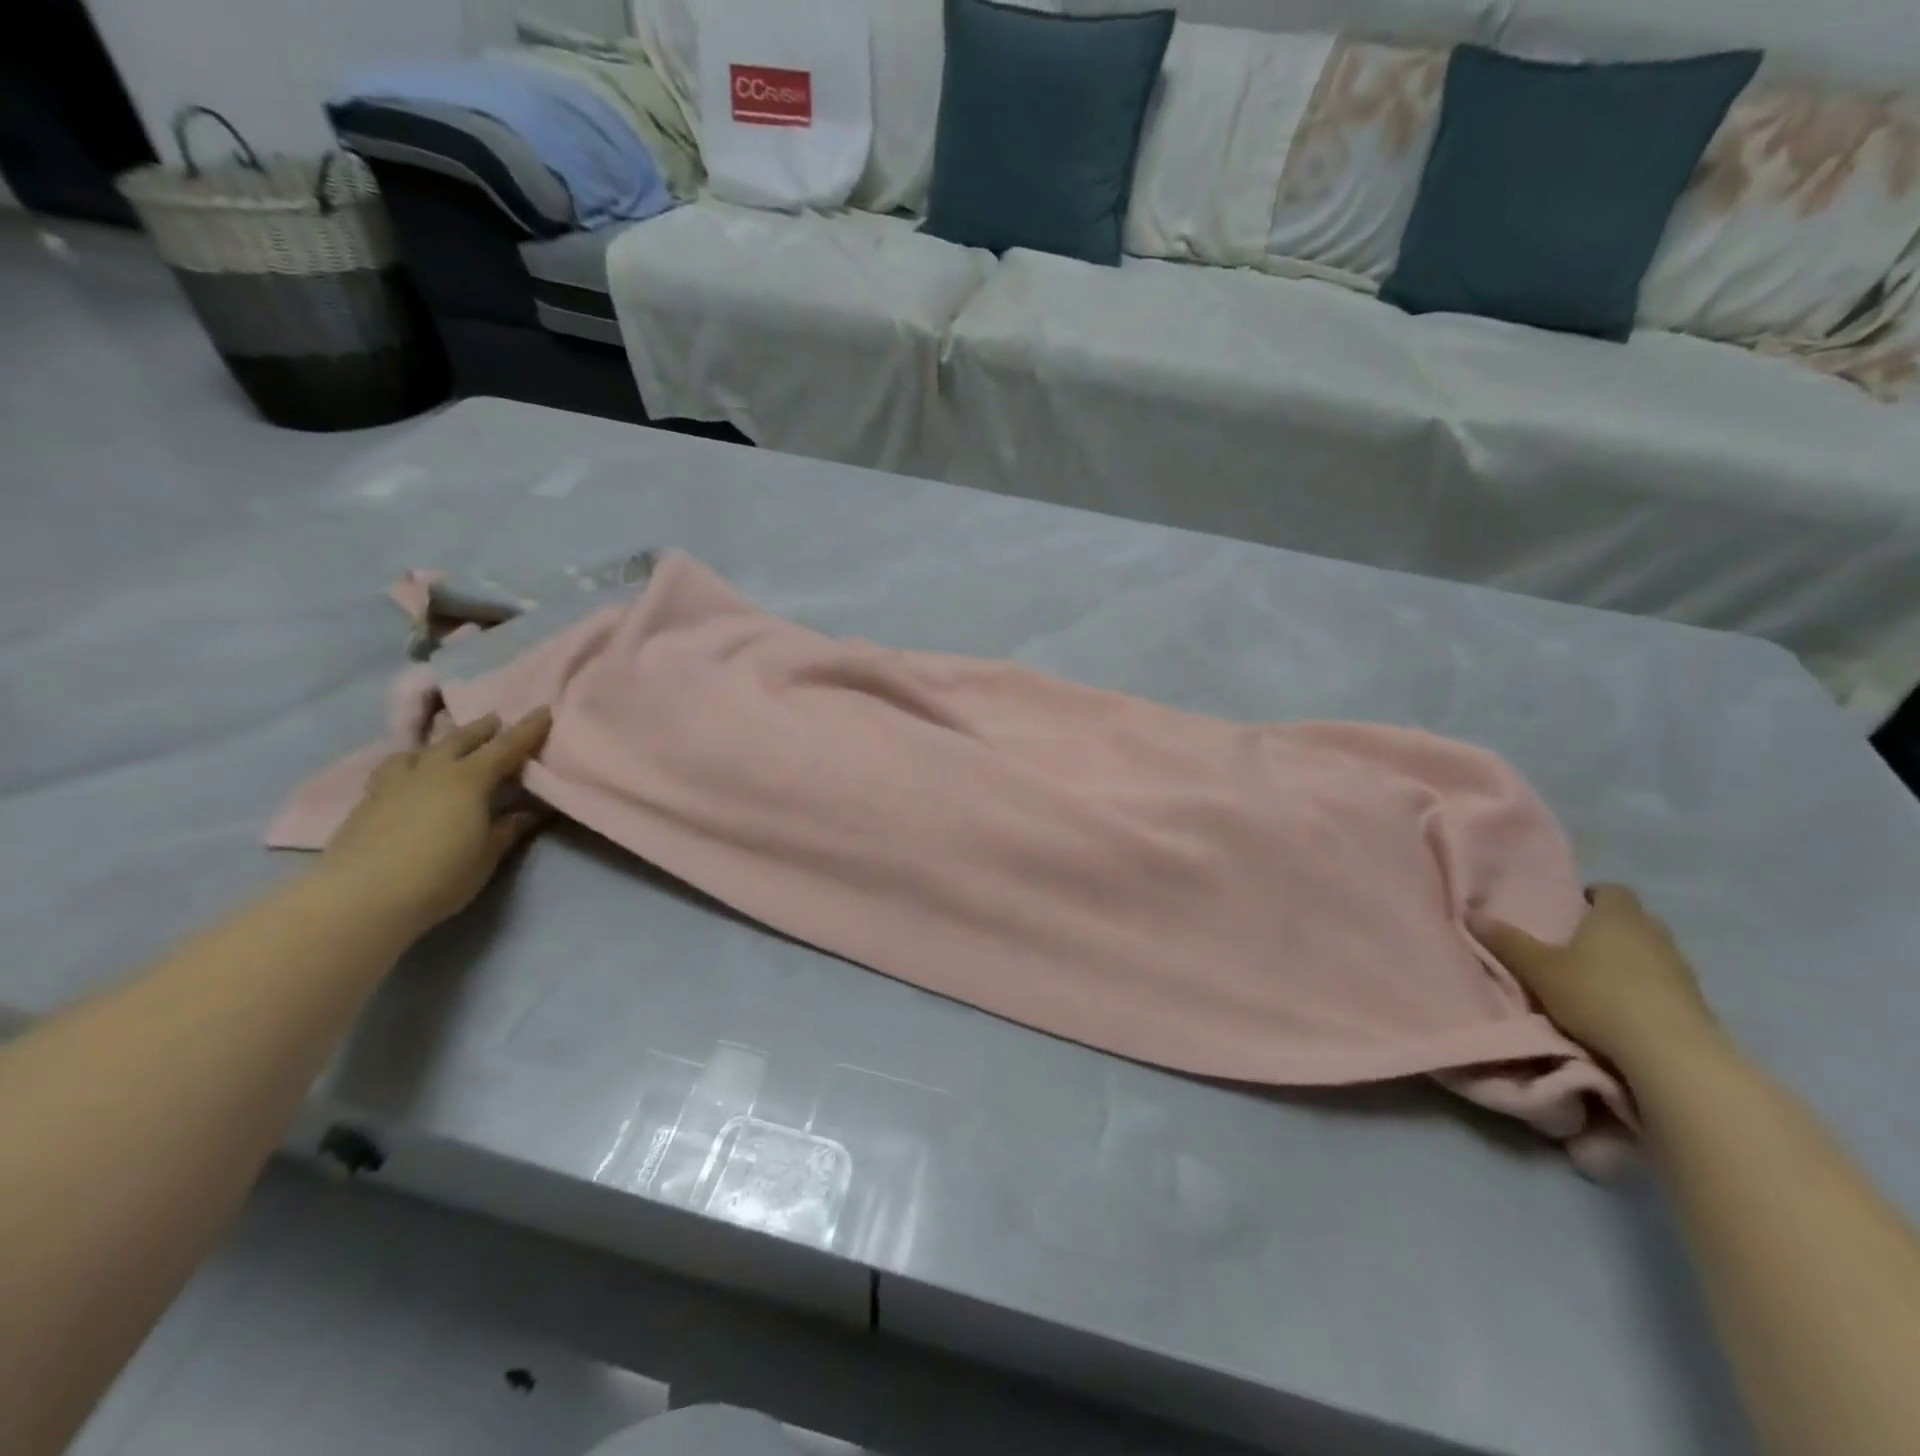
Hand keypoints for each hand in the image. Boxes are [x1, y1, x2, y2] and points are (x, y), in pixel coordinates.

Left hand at [318, 709, 552, 932]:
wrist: (360, 898)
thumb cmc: (439, 876)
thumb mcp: (487, 855)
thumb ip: (508, 828)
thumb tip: (529, 811)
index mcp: (469, 780)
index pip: (506, 747)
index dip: (528, 729)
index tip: (544, 710)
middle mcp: (432, 771)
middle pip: (459, 740)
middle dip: (482, 728)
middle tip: (497, 720)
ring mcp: (394, 784)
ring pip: (418, 750)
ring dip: (438, 743)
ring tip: (445, 746)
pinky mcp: (366, 802)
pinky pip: (392, 770)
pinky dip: (408, 764)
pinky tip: (408, 776)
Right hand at [1476, 884, 1720, 1076]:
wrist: (1671, 1053)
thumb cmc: (1597, 995)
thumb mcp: (1538, 969)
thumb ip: (1507, 942)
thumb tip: (1471, 914)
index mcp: (1618, 917)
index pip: (1613, 891)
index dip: (1594, 895)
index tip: (1573, 906)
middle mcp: (1655, 935)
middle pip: (1635, 920)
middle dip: (1611, 927)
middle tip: (1579, 942)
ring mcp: (1683, 969)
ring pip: (1653, 952)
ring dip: (1632, 959)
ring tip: (1600, 977)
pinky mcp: (1698, 1004)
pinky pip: (1667, 984)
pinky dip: (1648, 988)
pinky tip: (1626, 1007)